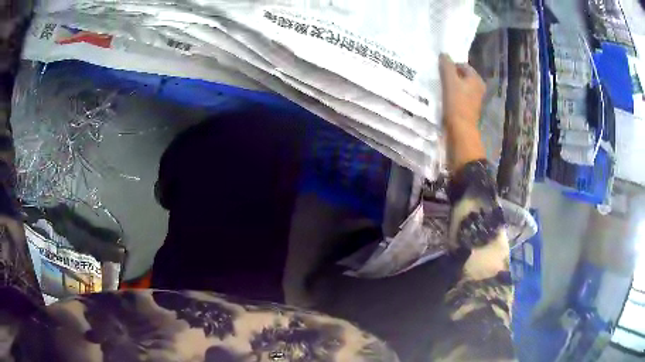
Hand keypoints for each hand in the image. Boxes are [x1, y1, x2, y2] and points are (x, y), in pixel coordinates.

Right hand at [439, 53, 485, 171]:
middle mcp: (478, 89)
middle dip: (449, 76)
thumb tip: (444, 54)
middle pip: (460, 76)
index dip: (450, 65)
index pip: (462, 65)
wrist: (460, 132)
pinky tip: (442, 98)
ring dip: (448, 86)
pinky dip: (450, 96)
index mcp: (477, 80)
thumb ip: (447, 65)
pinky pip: (457, 97)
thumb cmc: (457, 104)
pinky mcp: (467, 110)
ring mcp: (473, 100)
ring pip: (459, 87)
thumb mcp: (450, 81)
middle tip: (436, 78)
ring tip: (437, 87)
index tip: (438, 70)